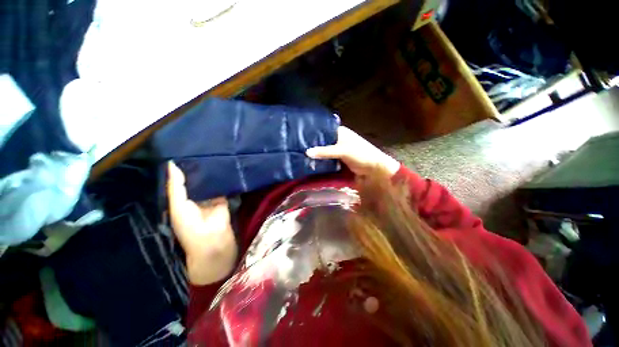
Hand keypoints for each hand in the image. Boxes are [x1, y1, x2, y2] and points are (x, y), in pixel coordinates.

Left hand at [167, 162, 236, 284]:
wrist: (213, 240)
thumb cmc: (190, 226)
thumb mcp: (178, 206)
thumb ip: (176, 186)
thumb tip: (172, 164)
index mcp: (179, 201)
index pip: (177, 182)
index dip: (178, 169)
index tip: (181, 152)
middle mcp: (193, 198)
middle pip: (194, 181)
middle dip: (195, 168)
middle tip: (198, 150)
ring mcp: (209, 199)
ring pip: (208, 183)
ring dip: (209, 173)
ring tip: (210, 155)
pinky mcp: (222, 199)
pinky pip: (221, 187)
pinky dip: (221, 179)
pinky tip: (222, 167)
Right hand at [306, 126, 400, 176]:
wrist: (374, 170)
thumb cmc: (361, 155)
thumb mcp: (343, 151)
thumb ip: (325, 152)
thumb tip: (307, 152)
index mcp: (341, 132)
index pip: (324, 130)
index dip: (313, 133)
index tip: (300, 136)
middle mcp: (339, 139)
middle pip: (323, 141)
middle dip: (313, 145)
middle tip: (298, 148)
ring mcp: (339, 150)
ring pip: (325, 151)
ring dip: (317, 154)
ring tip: (301, 155)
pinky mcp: (339, 160)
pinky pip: (328, 159)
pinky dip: (322, 161)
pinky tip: (312, 163)